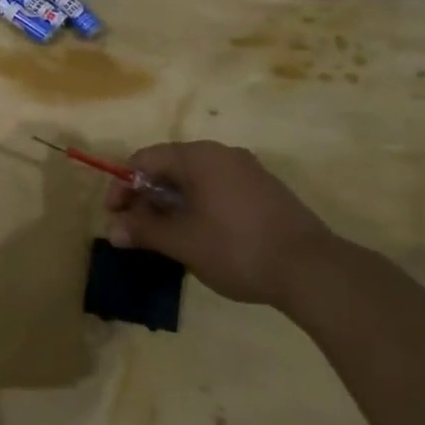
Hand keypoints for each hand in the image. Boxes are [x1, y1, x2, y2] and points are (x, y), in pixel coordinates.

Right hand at [105, 140, 337, 306]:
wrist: (312, 270)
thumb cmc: (236, 248)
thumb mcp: (181, 242)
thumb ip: (143, 231)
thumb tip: (112, 230)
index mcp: (199, 157)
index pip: (145, 159)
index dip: (122, 185)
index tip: (114, 216)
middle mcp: (222, 155)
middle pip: (169, 167)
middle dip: (145, 197)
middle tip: (135, 230)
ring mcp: (247, 172)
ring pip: (194, 180)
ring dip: (170, 204)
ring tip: (163, 237)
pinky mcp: (264, 191)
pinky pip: (217, 190)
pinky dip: (197, 207)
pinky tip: (197, 236)